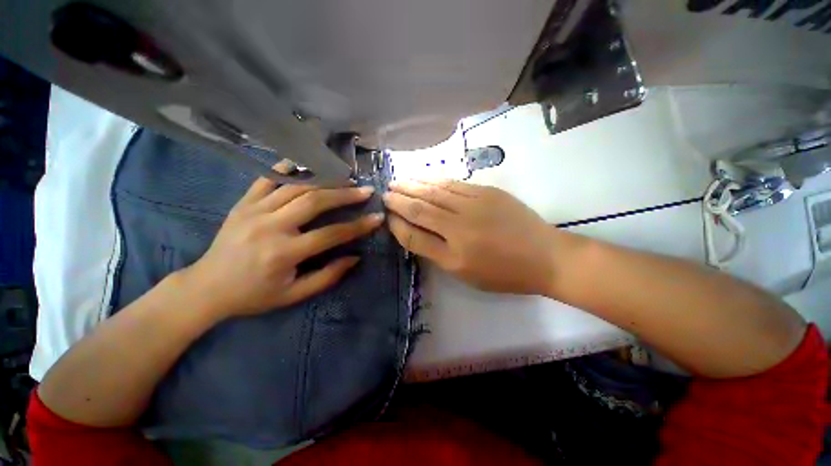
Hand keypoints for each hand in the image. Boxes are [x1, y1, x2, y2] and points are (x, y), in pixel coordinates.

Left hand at [178, 176, 382, 318]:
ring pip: (295, 186)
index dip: (358, 226)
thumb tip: (355, 258)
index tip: (377, 218)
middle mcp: (270, 226)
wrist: (206, 288)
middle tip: (364, 190)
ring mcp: (254, 210)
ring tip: (344, 177)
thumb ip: (327, 277)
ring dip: (324, 179)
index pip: (331, 234)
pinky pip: (266, 178)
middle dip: (344, 194)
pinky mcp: (243, 203)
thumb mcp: (293, 295)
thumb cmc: (254, 295)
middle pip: (315, 201)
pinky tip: (306, 163)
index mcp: (284, 253)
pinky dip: (287, 168)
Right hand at [383, 179, 563, 294]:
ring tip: (397, 181)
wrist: (545, 256)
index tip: (387, 217)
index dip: (397, 225)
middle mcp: (459, 229)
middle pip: (420, 209)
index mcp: (453, 257)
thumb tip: (415, 232)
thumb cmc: (504, 273)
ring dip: (412, 185)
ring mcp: (474, 206)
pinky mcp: (487, 192)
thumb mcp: (466, 274)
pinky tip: (423, 177)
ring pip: (434, 192)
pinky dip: (434, 180)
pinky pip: (453, 184)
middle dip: (399, 200)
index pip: (414, 236)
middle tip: (385, 193)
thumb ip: (437, 253)